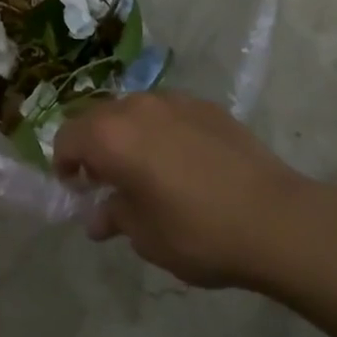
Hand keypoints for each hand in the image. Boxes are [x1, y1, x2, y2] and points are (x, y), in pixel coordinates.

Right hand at [52, 93, 305, 287]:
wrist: (274, 217)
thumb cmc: (198, 232)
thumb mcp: (146, 236)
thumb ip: (115, 217)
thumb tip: (97, 217)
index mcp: (112, 136)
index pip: (67, 137)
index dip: (63, 163)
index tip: (74, 188)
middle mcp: (136, 106)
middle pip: (97, 117)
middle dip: (93, 146)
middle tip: (104, 181)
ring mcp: (173, 100)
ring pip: (133, 110)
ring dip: (127, 134)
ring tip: (144, 170)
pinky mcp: (204, 104)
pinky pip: (167, 112)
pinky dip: (160, 131)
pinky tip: (181, 162)